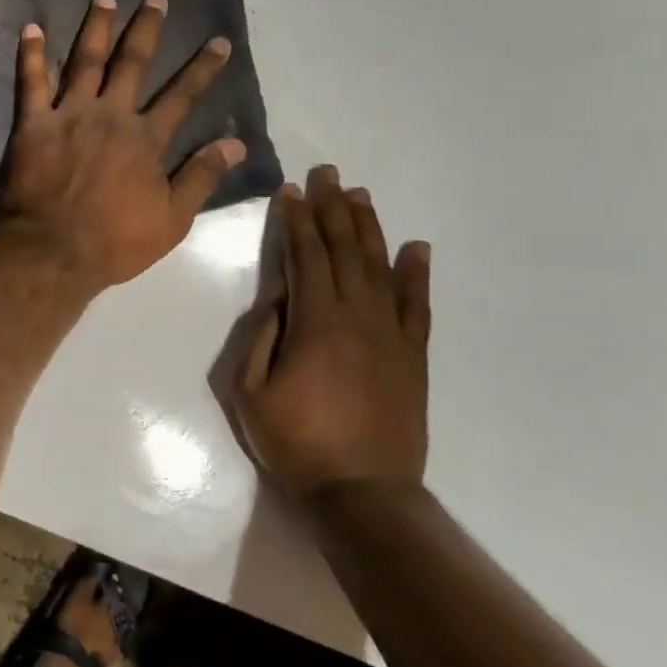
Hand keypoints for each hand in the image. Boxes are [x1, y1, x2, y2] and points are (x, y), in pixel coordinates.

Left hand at [0, 0, 242, 290]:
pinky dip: (31, 54)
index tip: (218, 41)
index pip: (182, 96)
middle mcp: (111, 115)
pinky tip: (32, 28)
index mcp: (146, 139)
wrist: (52, 250)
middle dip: (146, 29)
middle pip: (132, 64)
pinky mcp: (33, 124)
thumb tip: (235, 142)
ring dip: (96, 28)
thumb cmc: (114, 241)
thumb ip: (202, 177)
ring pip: (86, 61)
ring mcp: (70, 115)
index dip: (203, 68)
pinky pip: (31, 82)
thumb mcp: (173, 219)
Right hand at [234, 166, 431, 497]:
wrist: (363, 492)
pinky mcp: (412, 356)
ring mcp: (390, 335)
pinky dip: (416, 274)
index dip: (296, 221)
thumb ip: (261, 337)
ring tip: (360, 196)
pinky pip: (416, 306)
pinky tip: (415, 247)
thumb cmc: (296, 442)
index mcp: (315, 323)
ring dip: (368, 228)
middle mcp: (356, 318)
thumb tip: (278, 298)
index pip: (305, 257)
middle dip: (332, 209)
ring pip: (379, 268)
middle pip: (344, 251)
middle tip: (328, 174)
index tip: (290, 191)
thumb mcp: (250, 391)